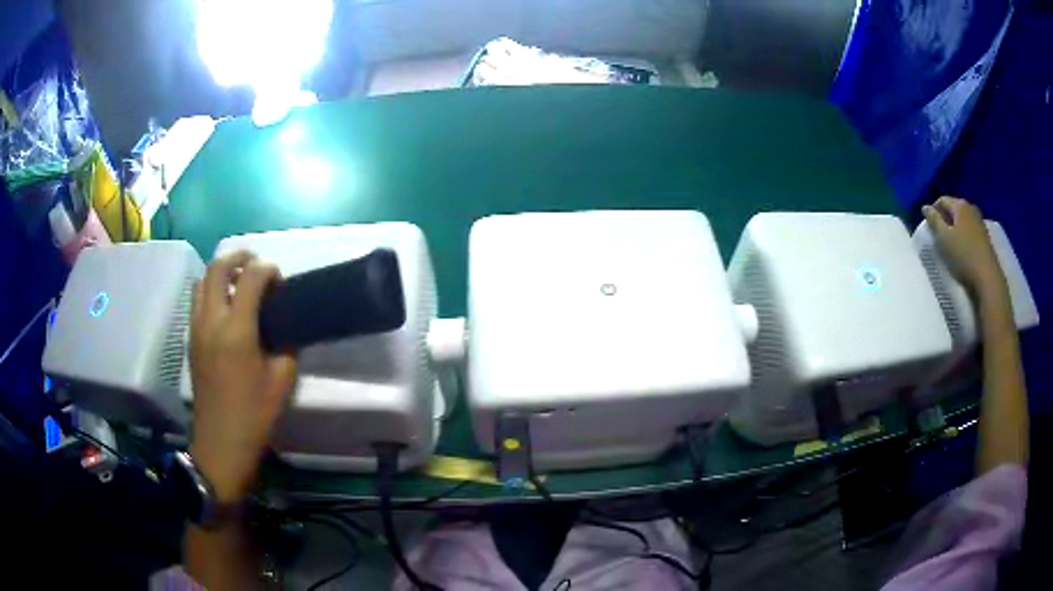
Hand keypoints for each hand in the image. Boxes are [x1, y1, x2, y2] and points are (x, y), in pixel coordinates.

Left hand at [189, 251, 296, 503]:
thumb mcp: (282, 380)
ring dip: (222, 272)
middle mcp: (212, 320)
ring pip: (202, 280)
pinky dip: (211, 290)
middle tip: (257, 265)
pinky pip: (197, 299)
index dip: (268, 270)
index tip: (280, 280)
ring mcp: (197, 328)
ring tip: (239, 283)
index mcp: (237, 330)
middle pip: (218, 268)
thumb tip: (285, 324)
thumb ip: (286, 344)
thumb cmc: (254, 414)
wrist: (221, 441)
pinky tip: (225, 307)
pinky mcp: (191, 338)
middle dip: (239, 258)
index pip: (251, 278)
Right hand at [922, 196, 1005, 299]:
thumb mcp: (943, 238)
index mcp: (960, 205)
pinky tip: (961, 248)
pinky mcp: (985, 236)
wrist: (987, 278)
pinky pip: (970, 229)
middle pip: (954, 208)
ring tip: (950, 242)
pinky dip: (963, 235)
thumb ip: (933, 220)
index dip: (933, 210)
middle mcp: (970, 208)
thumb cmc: (963, 256)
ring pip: (962, 220)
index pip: (942, 200)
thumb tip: (925, 207)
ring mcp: (979, 222)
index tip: (928, 225)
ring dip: (955, 227)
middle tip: (938, 234)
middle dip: (945, 218)